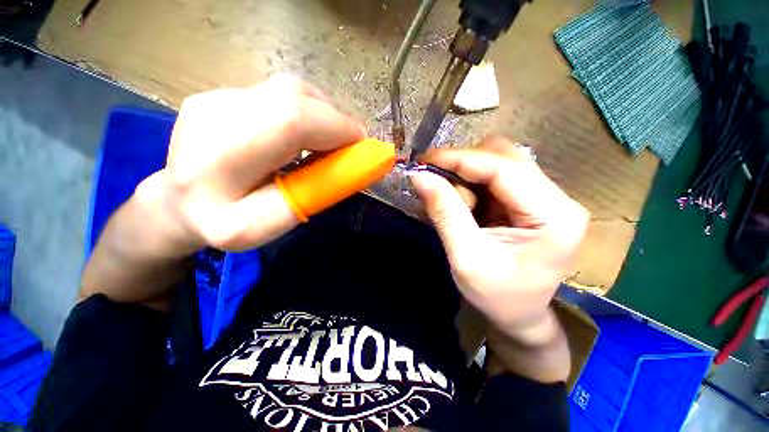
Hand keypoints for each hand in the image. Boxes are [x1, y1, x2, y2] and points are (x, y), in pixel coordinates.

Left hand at [136, 74, 364, 255]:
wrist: (176, 203)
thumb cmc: (222, 223)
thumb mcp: (266, 227)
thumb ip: (309, 197)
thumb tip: (351, 168)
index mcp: (219, 160)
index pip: (291, 119)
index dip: (337, 127)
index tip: (361, 148)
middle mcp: (213, 114)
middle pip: (293, 95)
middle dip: (334, 120)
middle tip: (347, 146)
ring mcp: (215, 97)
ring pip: (289, 89)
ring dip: (322, 114)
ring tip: (325, 142)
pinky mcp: (221, 94)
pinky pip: (278, 93)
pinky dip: (304, 111)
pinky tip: (300, 135)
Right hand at [410, 136, 588, 343]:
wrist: (520, 315)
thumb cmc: (497, 296)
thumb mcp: (465, 258)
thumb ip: (444, 213)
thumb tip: (420, 177)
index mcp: (553, 217)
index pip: (504, 168)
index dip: (460, 158)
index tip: (425, 160)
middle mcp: (558, 199)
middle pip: (505, 157)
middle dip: (464, 167)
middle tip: (437, 186)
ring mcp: (547, 197)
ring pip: (499, 162)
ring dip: (468, 176)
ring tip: (456, 205)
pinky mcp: (532, 200)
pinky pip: (496, 176)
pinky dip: (473, 184)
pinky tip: (466, 205)